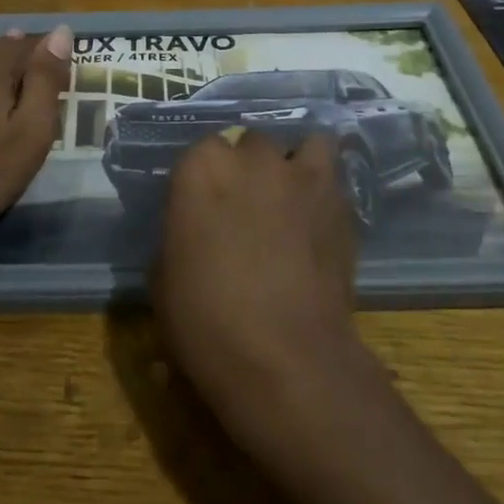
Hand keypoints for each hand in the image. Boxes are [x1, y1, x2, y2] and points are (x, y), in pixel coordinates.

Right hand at [153, 129, 359, 431]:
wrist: (286, 359)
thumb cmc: (207, 322)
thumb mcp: (164, 278)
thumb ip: (180, 235)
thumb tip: (194, 232)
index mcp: (200, 169)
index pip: (200, 152)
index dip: (203, 182)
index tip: (203, 210)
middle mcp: (250, 158)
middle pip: (249, 144)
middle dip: (247, 169)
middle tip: (246, 210)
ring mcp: (299, 175)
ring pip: (300, 145)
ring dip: (292, 165)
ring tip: (290, 199)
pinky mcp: (339, 200)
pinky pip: (332, 172)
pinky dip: (325, 185)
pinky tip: (318, 214)